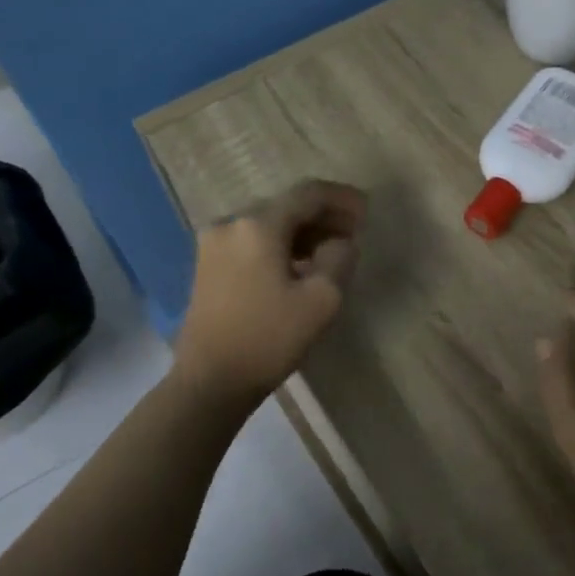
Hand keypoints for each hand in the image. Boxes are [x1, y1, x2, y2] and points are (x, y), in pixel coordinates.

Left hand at [172, 180, 366, 404]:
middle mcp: (231, 223)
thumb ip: (339, 258)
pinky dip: (280, 245)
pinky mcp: (208, 265)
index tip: (367, 212)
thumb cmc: (270, 338)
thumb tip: (341, 242)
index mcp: (258, 225)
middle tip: (354, 233)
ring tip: (332, 250)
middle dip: (323, 216)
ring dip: (302, 232)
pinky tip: (300, 265)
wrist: (211, 381)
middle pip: (286, 206)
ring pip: (269, 224)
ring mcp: (214, 244)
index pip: (308, 194)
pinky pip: (252, 241)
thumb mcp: (322, 299)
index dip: (342, 198)